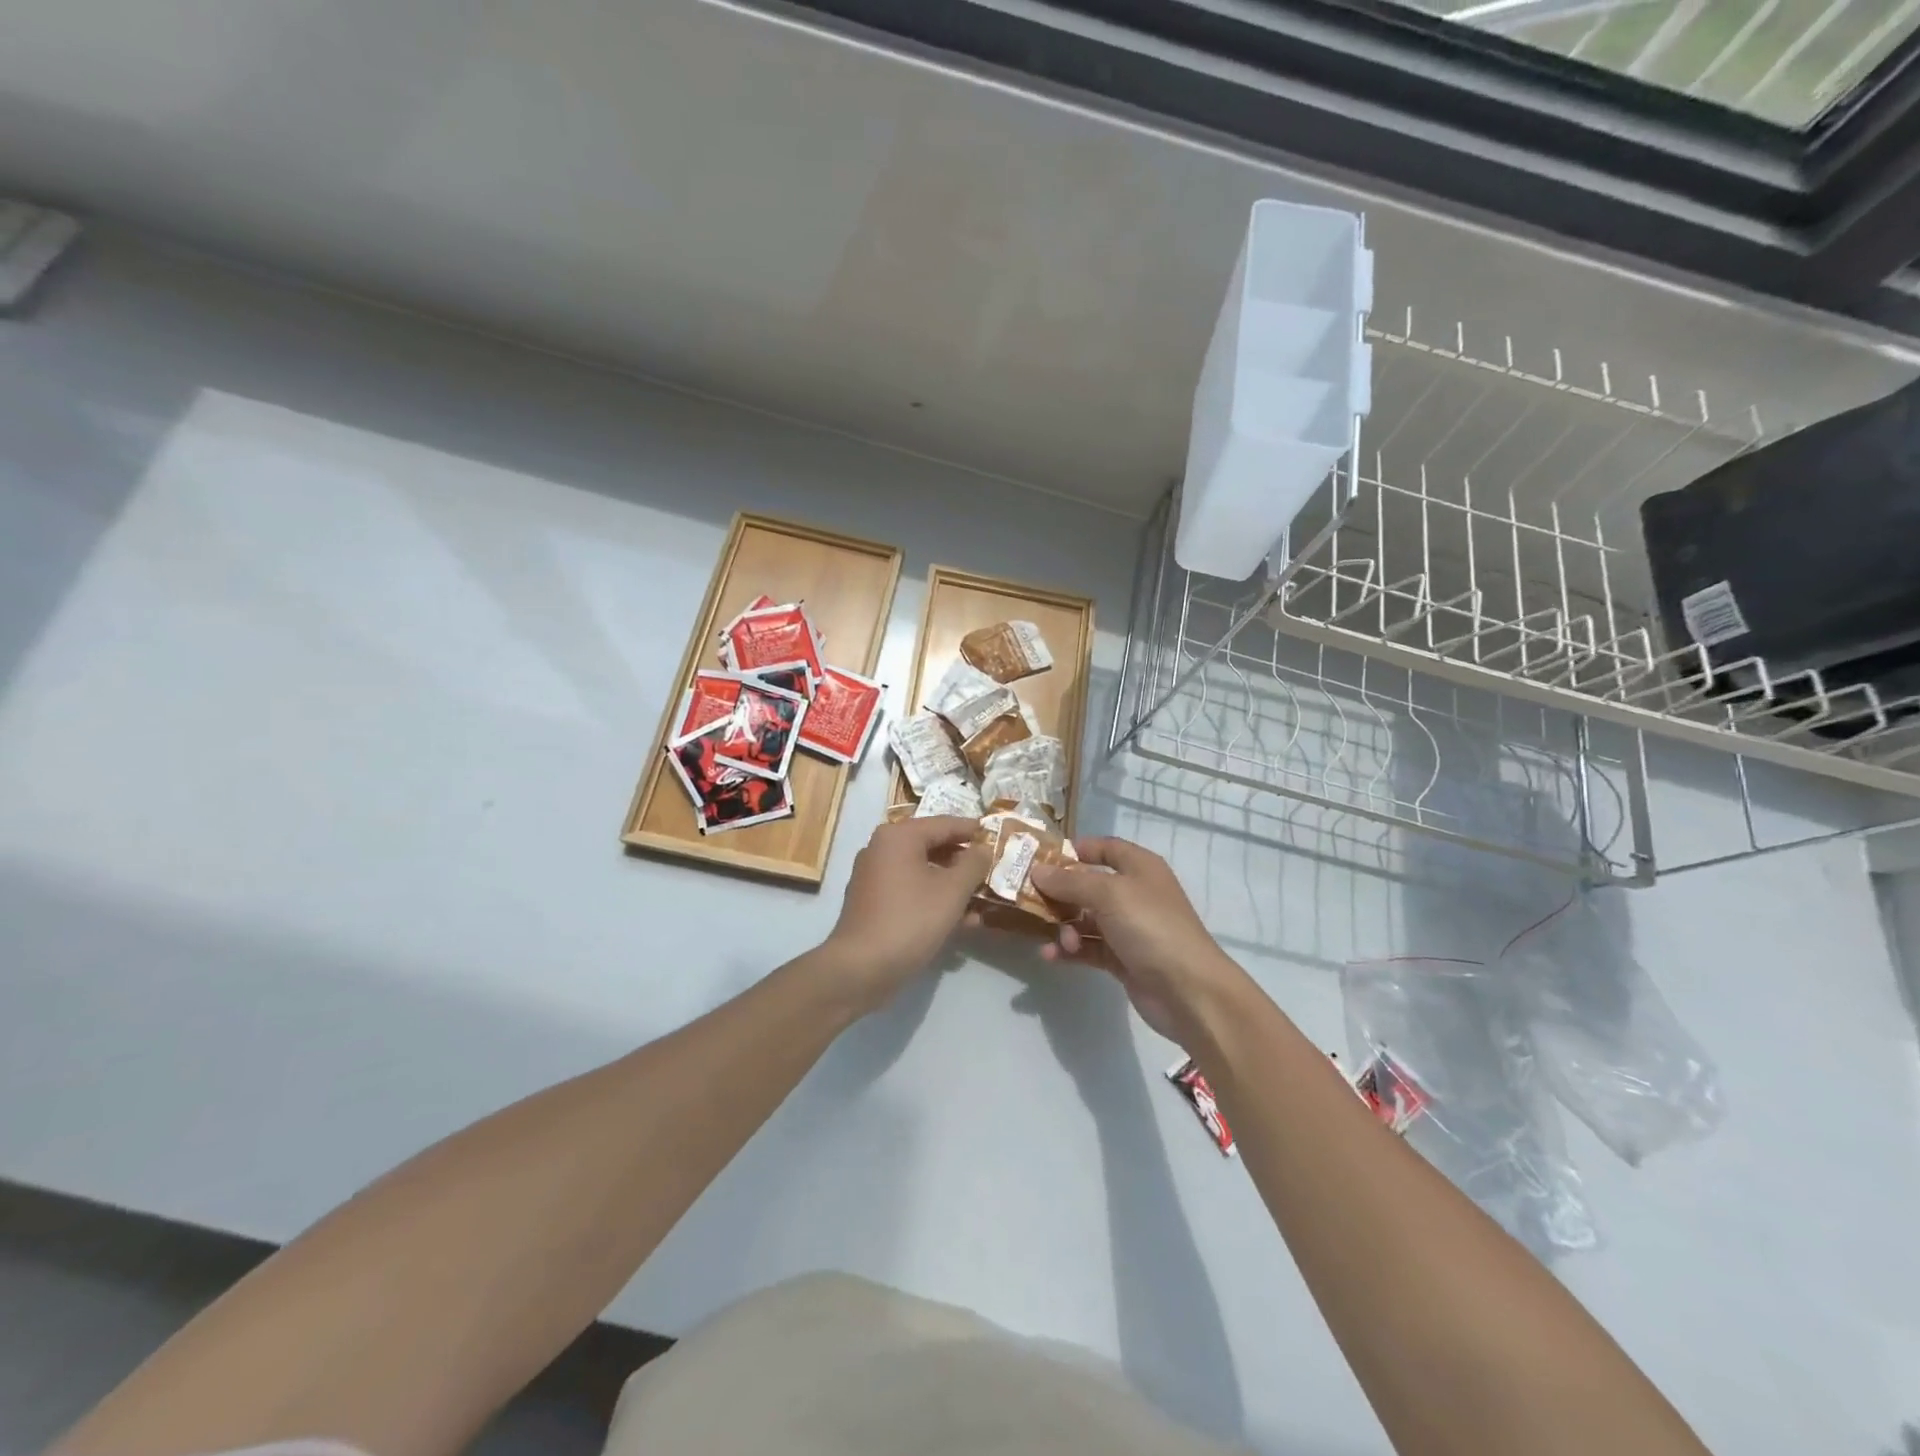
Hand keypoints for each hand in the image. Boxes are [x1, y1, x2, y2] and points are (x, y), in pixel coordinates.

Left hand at [819, 816, 989, 1014]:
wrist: (861, 969)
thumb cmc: (910, 920)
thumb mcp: (952, 891)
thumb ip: (973, 864)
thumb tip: (983, 848)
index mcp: (898, 836)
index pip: (944, 824)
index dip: (973, 830)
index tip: (998, 836)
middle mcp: (882, 849)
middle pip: (933, 846)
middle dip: (965, 861)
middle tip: (993, 868)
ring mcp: (874, 877)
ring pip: (923, 872)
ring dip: (954, 884)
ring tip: (984, 898)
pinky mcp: (873, 903)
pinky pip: (911, 891)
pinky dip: (935, 900)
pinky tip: (963, 921)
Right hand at [1029, 837, 1250, 1047]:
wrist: (1188, 990)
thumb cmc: (1151, 927)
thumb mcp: (1108, 894)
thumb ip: (1070, 882)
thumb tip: (1037, 871)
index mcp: (1139, 867)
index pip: (1104, 847)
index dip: (1076, 849)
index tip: (1041, 858)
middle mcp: (1134, 893)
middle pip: (1088, 885)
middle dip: (1060, 893)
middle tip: (1028, 899)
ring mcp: (1129, 928)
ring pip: (1085, 919)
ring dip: (1064, 927)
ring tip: (1056, 940)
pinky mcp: (1123, 959)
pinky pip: (1089, 948)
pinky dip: (1070, 950)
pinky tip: (1051, 957)